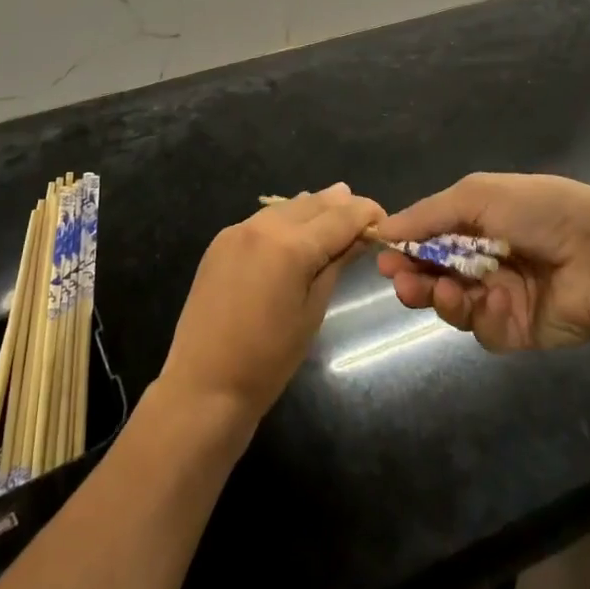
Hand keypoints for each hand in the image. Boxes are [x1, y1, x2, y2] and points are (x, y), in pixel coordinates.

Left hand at [158, 183, 385, 424]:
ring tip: (336, 216)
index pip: (341, 216)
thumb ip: (336, 264)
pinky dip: (286, 221)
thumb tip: (359, 236)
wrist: (204, 385)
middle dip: (342, 207)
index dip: (367, 213)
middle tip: (365, 218)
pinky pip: (263, 220)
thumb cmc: (268, 360)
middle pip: (314, 203)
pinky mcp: (221, 240)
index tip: (386, 221)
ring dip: (314, 209)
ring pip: (287, 207)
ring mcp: (238, 230)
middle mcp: (264, 225)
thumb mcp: (312, 311)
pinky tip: (297, 231)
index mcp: (291, 245)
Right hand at [376, 172, 589, 352]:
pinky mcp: (515, 329)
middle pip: (435, 273)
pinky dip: (482, 315)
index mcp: (478, 221)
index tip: (383, 254)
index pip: (430, 236)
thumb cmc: (537, 212)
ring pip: (452, 304)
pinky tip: (493, 302)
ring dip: (440, 297)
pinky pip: (483, 328)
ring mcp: (499, 295)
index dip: (406, 245)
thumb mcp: (477, 196)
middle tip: (400, 280)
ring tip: (442, 291)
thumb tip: (381, 226)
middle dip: (414, 277)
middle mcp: (485, 258)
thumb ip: (428, 214)